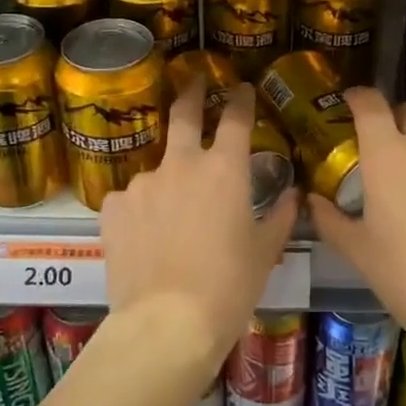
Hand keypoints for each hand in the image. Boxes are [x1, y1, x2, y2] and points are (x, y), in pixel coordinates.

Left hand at [100, 79, 298, 373]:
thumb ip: (280, 216)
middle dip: (191, 92)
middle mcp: (182, 163)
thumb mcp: (264, 253)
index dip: (241, 99)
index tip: (242, 89)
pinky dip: (141, 210)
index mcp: (225, 169)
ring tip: (171, 221)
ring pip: (158, 169)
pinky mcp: (113, 205)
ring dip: (168, 181)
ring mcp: (143, 181)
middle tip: (193, 82)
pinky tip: (145, 239)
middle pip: (184, 113)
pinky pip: (131, 199)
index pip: (236, 118)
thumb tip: (292, 195)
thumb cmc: (228, 287)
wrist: (167, 323)